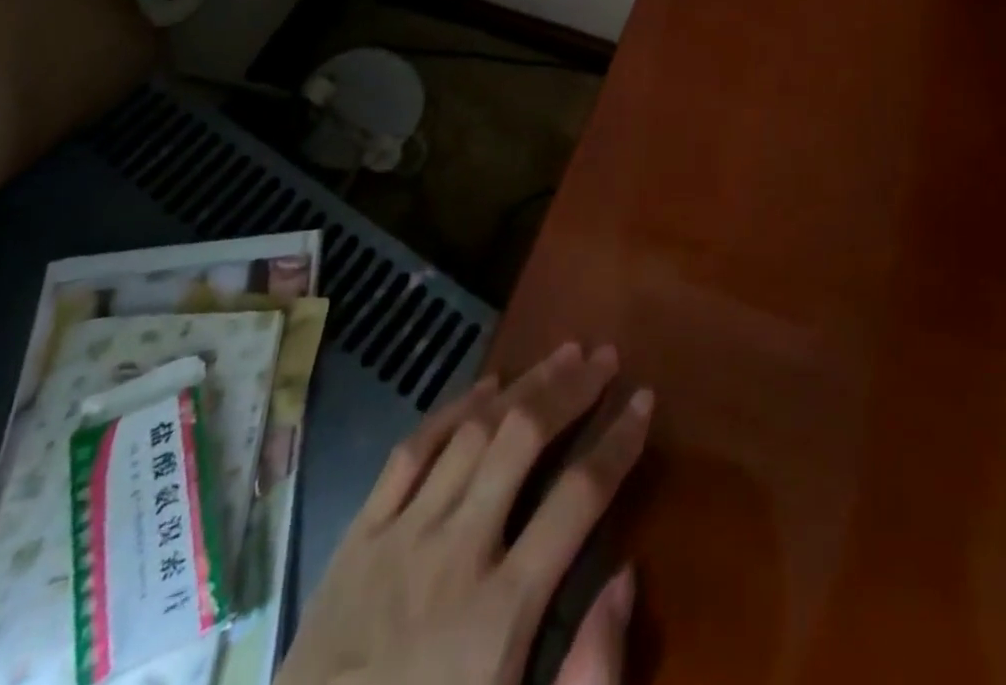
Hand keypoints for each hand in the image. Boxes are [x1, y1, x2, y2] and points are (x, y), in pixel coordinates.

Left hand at [278, 342, 652, 684]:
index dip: (618, 443)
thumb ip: (588, 674)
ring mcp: (402, 534)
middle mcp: (456, 551)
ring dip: (524, 384)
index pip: (578, 498)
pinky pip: (412, 449)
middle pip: (523, 439)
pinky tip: (486, 383)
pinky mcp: (360, 534)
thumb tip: (627, 578)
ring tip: (563, 353)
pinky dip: (454, 408)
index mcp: (501, 612)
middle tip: (605, 356)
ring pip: (474, 431)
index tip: (645, 401)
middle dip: (571, 389)